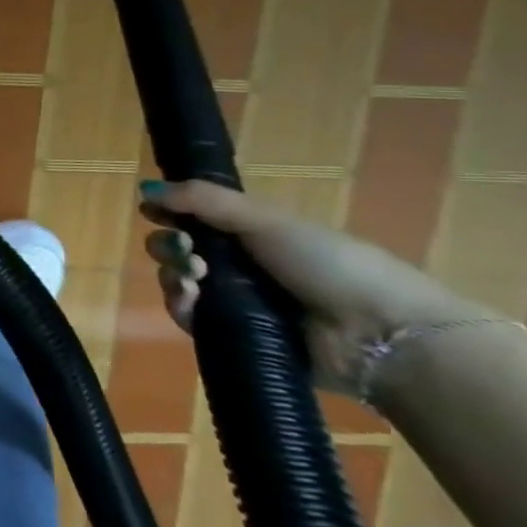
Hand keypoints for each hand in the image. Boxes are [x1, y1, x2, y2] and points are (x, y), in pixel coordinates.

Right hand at [139, 179, 472, 394]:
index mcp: (252, 236)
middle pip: (179, 251)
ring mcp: (236, 304)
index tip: (153, 211)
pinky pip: (188, 318)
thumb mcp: (266, 219)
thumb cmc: (330, 264)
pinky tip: (191, 297)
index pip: (193, 220)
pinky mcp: (233, 337)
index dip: (169, 213)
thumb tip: (144, 189)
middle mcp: (240, 268)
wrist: (381, 334)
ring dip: (173, 273)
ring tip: (194, 277)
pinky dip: (181, 305)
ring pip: (178, 282)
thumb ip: (203, 200)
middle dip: (169, 245)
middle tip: (185, 250)